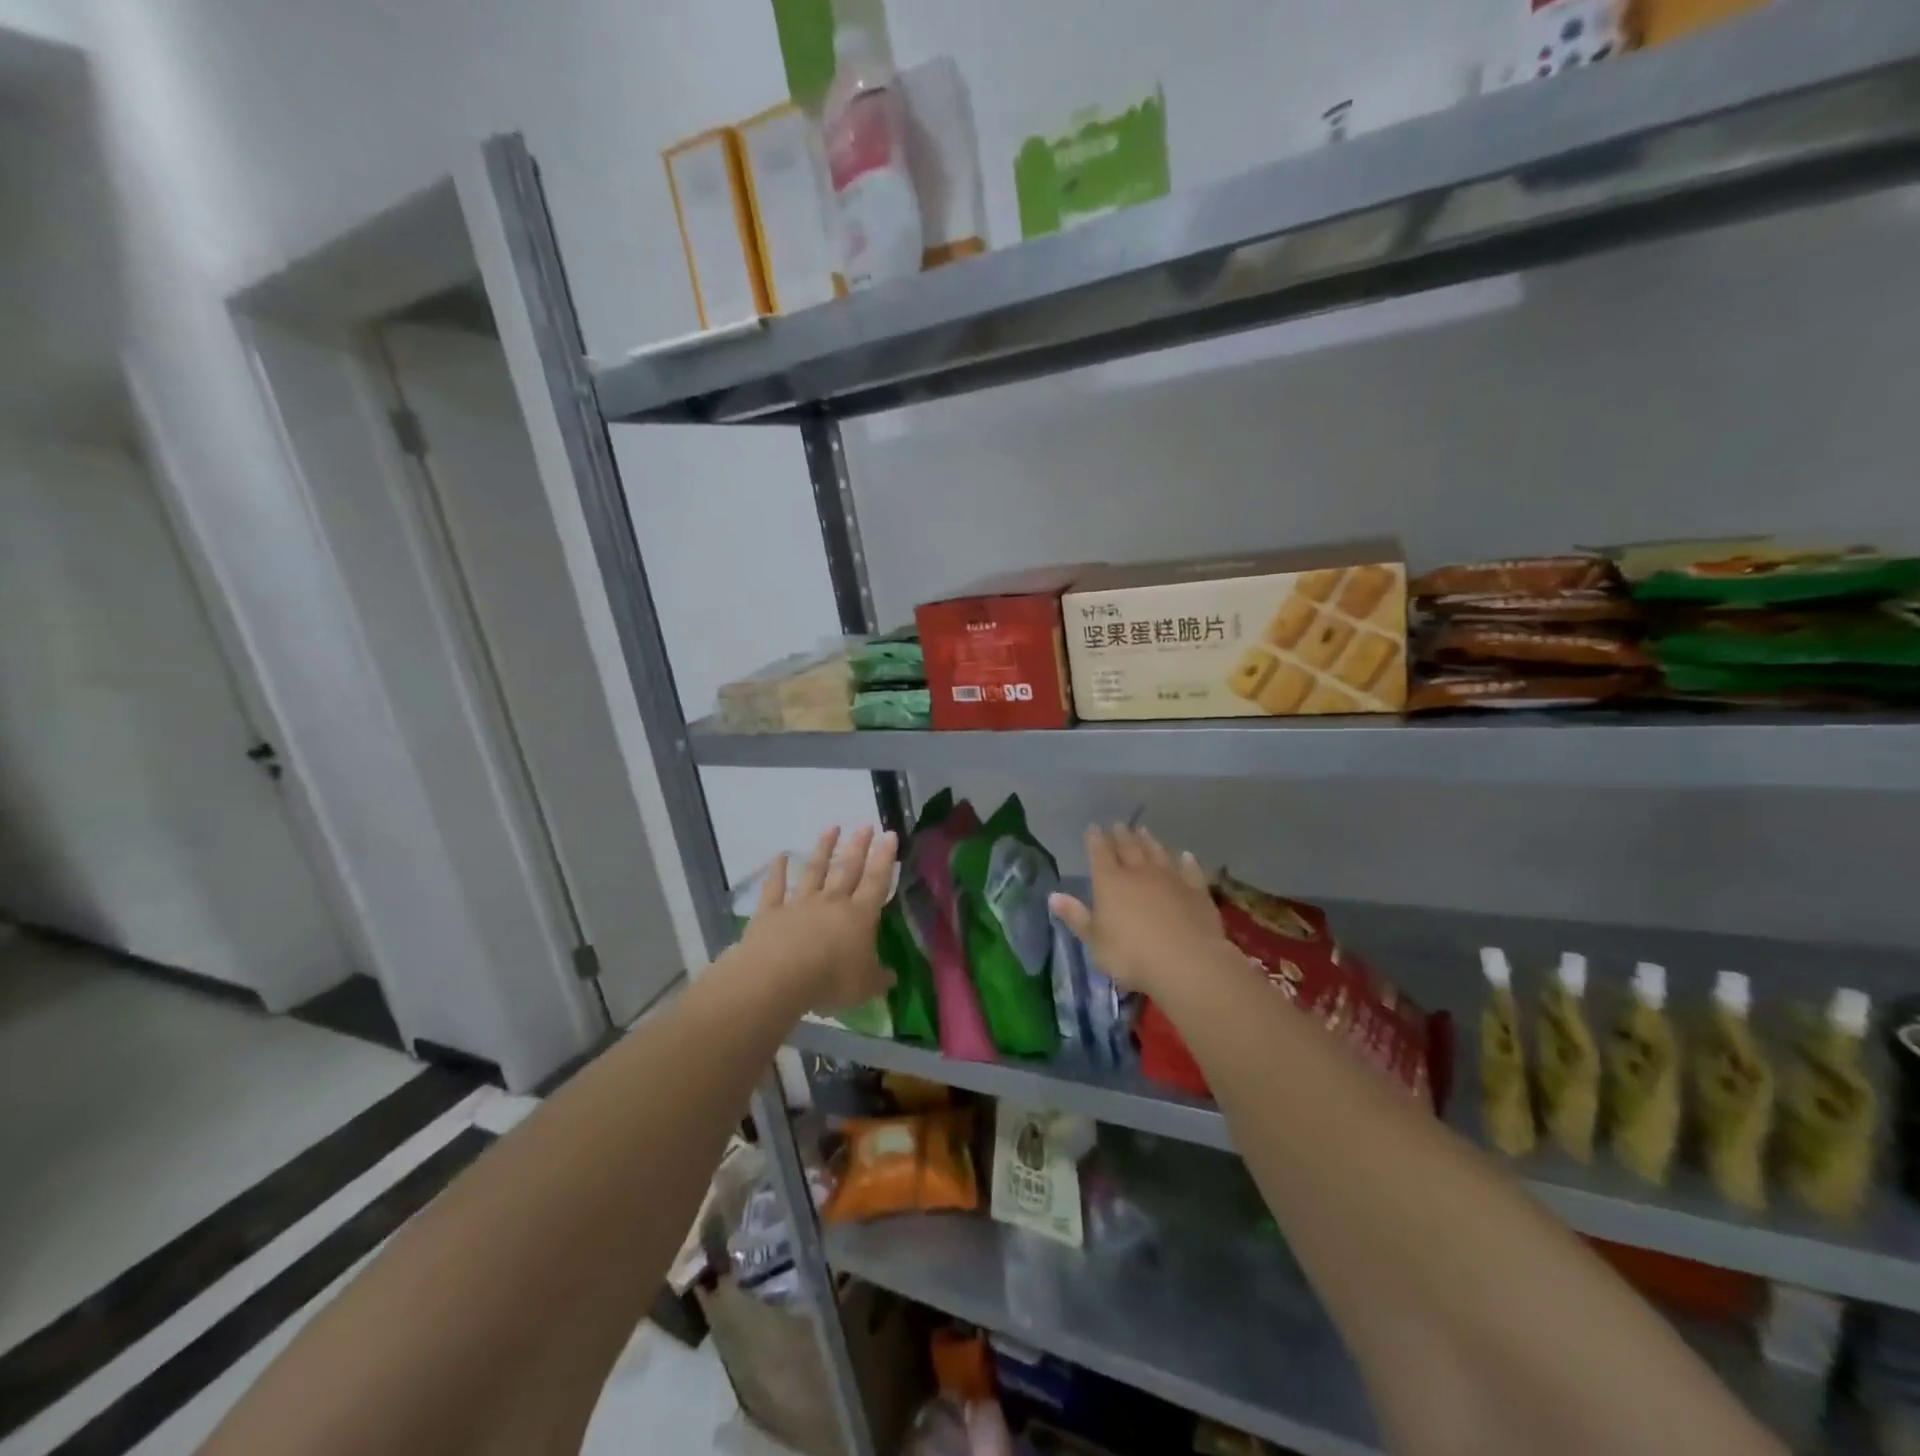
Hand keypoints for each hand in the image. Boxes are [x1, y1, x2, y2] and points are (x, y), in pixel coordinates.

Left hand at [738, 826, 897, 1014]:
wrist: (778, 977)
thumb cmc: (829, 981)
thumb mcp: (864, 987)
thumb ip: (878, 979)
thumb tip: (890, 977)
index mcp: (859, 916)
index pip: (876, 882)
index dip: (885, 859)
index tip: (890, 834)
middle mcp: (831, 902)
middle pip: (847, 869)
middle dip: (858, 846)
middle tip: (865, 825)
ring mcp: (799, 904)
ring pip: (815, 871)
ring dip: (823, 849)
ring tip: (831, 828)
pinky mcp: (771, 912)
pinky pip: (775, 887)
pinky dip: (777, 870)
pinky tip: (779, 856)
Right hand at [1048, 824, 1227, 996]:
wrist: (1186, 961)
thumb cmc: (1131, 955)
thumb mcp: (1094, 941)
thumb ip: (1076, 916)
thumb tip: (1053, 896)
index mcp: (1110, 882)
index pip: (1100, 853)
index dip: (1095, 840)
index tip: (1093, 827)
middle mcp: (1139, 873)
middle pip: (1129, 848)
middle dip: (1121, 835)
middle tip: (1118, 824)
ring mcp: (1170, 879)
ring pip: (1158, 853)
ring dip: (1150, 841)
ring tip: (1144, 830)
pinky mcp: (1196, 891)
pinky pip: (1190, 870)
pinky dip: (1186, 861)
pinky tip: (1185, 855)